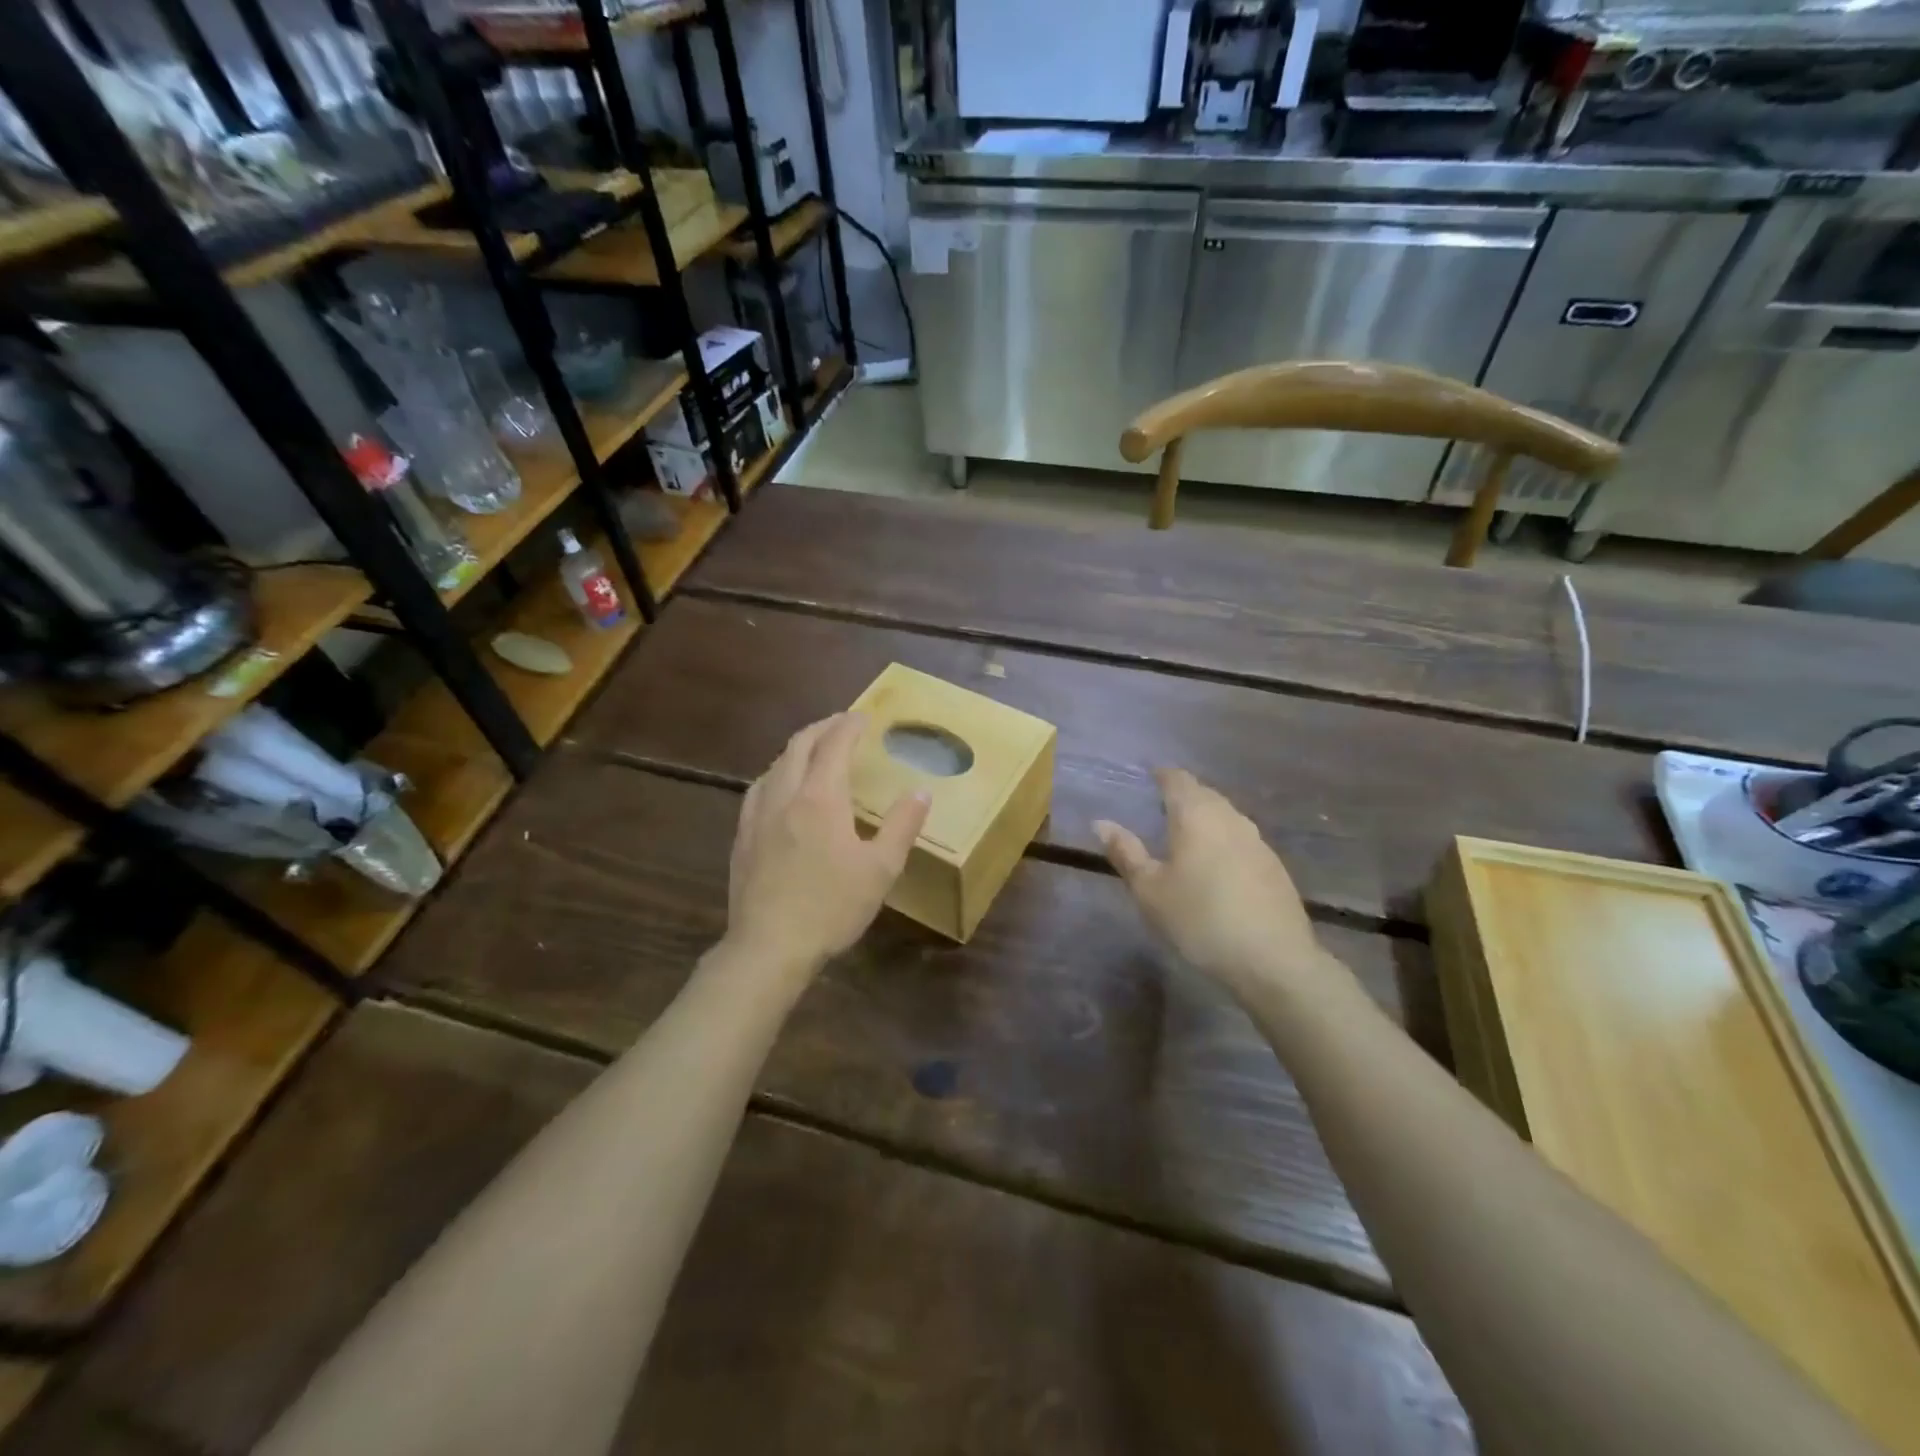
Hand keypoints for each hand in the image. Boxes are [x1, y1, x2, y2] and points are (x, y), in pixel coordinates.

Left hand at [726, 712, 930, 975]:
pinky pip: (759, 789)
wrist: (768, 947)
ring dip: (798, 749)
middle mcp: (784, 796)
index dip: (849, 725)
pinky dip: (777, 774)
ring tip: (815, 751)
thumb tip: (920, 792)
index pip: (834, 745)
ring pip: (775, 765)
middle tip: (842, 724)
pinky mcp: (742, 837)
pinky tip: (780, 790)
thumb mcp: (880, 869)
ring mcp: (757, 816)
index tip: (863, 716)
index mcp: (820, 798)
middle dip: (822, 728)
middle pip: (799, 746)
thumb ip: (901, 826)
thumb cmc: (831, 907)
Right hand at [1094, 768, 1326, 1003]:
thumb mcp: (1150, 890)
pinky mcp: (1274, 866)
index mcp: (1196, 815)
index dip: (1161, 776)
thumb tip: (1101, 823)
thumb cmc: (1200, 919)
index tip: (1147, 779)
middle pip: (1204, 794)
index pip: (1178, 780)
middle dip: (1183, 795)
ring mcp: (1257, 841)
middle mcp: (1230, 818)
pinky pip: (1241, 839)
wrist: (1273, 960)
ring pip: (1226, 816)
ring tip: (1185, 835)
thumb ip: (1126, 853)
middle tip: (1160, 808)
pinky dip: (1223, 840)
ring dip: (1205, 818)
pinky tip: (1216, 865)